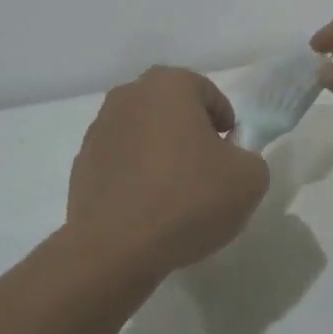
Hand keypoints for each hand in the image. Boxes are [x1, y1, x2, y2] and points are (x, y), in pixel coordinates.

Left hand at [64, 66, 269, 280]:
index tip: (230, 152)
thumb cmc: (188, 199)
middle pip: (171, 108)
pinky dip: (135, 174)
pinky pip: (120, 160)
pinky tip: (147, 206)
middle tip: (206, 167)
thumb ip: (250, 158)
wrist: (116, 248)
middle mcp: (129, 95)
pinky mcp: (82, 163)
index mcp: (169, 85)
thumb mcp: (249, 179)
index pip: (207, 93)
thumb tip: (231, 160)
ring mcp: (99, 128)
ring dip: (159, 151)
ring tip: (174, 191)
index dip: (224, 121)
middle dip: (189, 131)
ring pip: (142, 132)